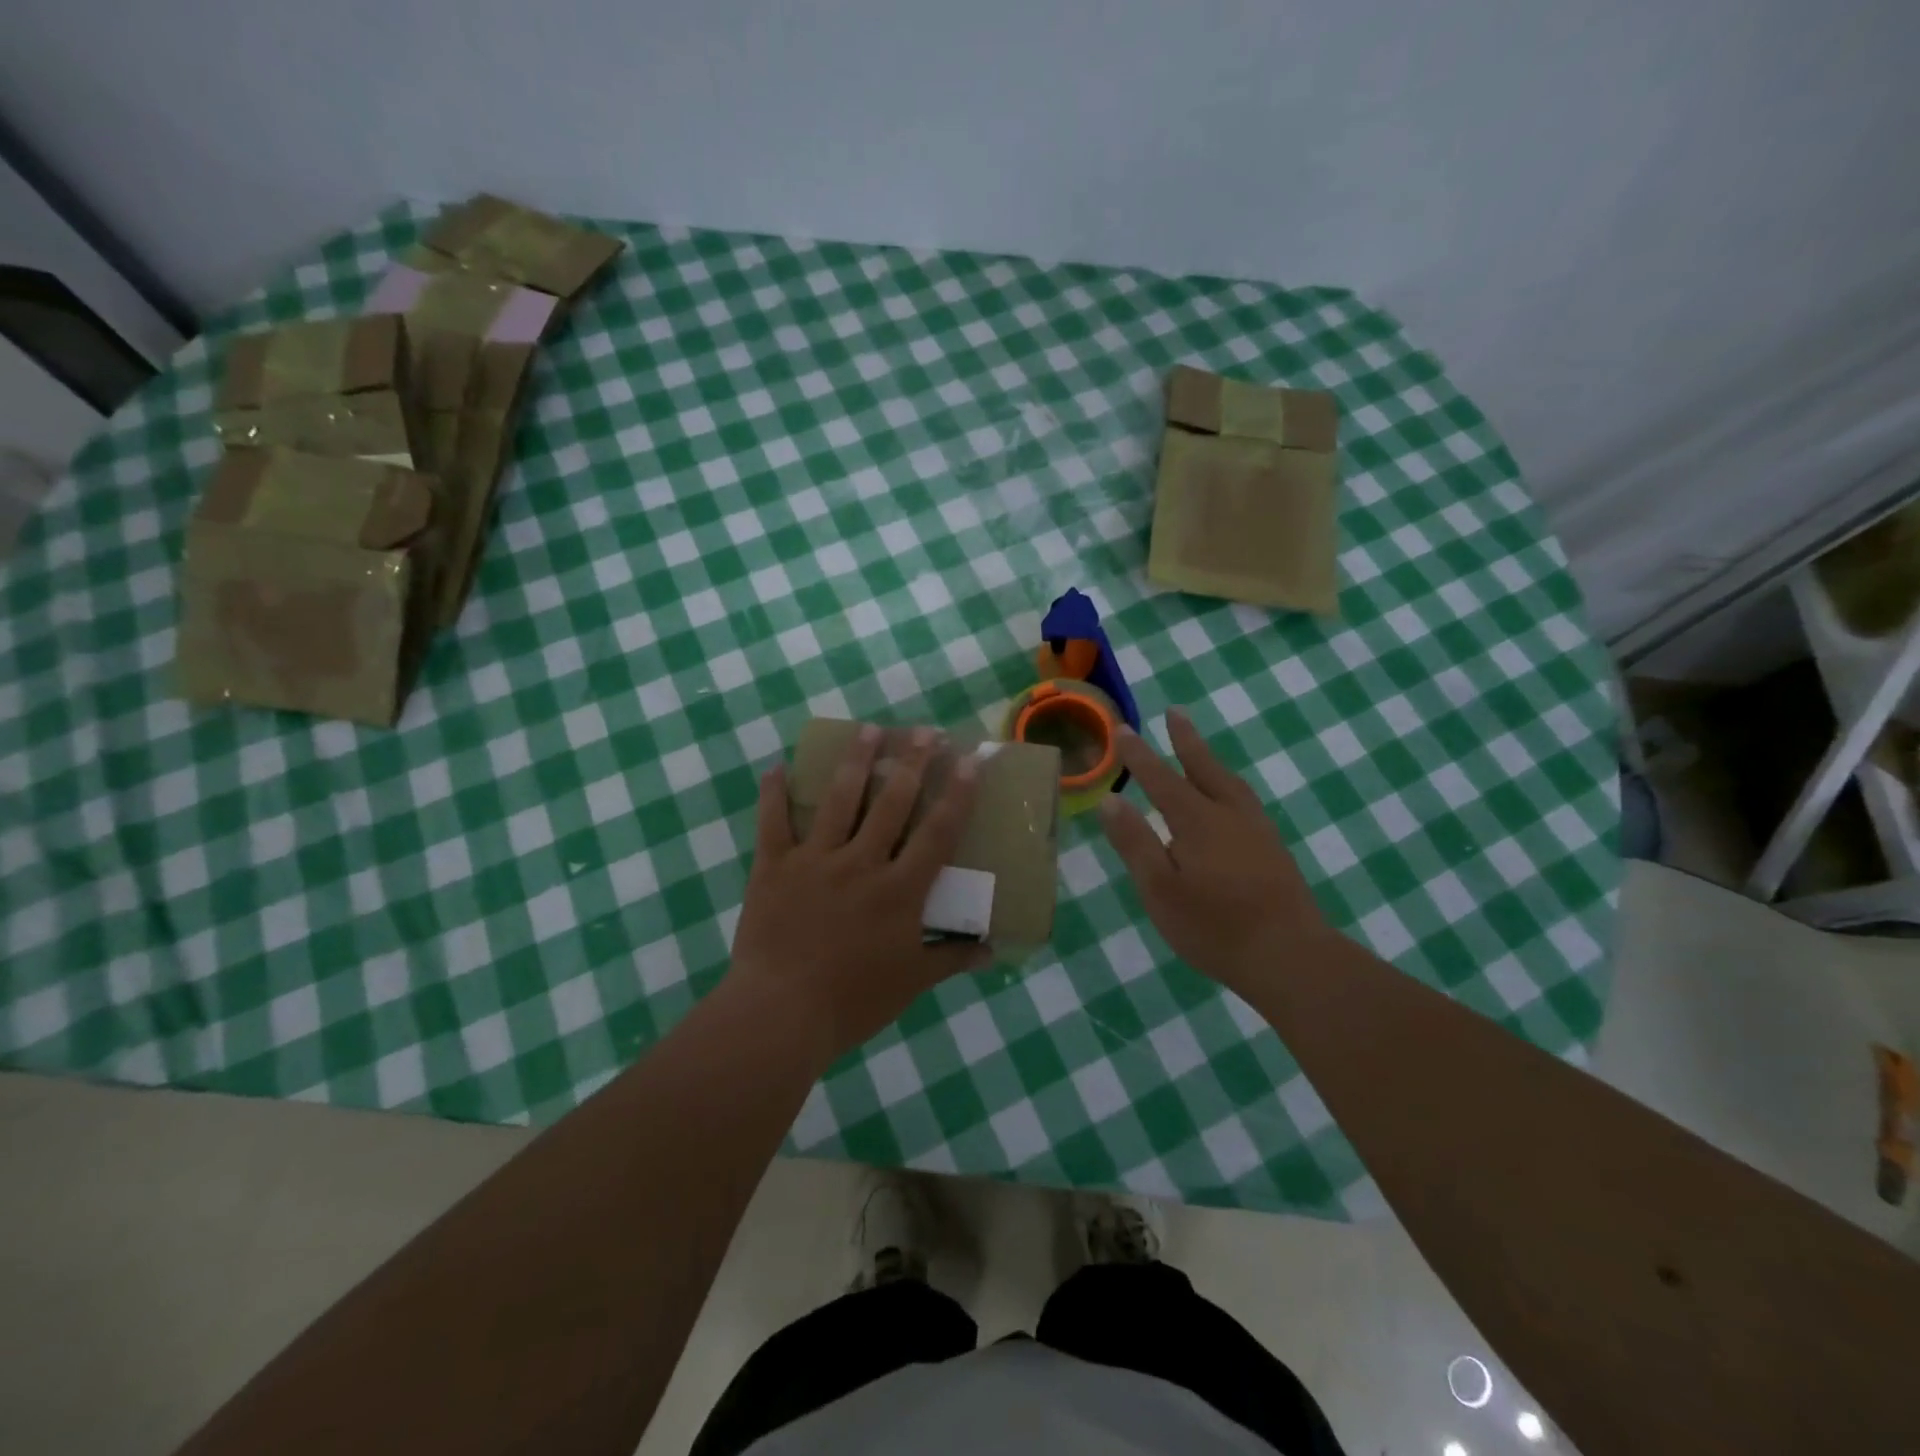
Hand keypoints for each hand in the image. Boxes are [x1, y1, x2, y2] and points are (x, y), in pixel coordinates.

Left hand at [731, 726, 987, 1060]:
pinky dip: (773, 793)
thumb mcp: (911, 982)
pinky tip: (776, 766)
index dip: (957, 793)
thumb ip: (951, 958)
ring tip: (869, 729)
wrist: (780, 1014)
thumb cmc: (852, 1001)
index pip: (937, 832)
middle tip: (923, 730)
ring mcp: (815, 860)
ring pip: (839, 799)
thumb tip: (992, 951)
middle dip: (911, 761)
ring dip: (856, 760)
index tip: (969, 760)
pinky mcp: (774, 867)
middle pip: (892, 802)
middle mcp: (861, 863)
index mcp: (899, 890)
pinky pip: (772, 822)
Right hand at [1098, 710, 1333, 995]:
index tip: (1122, 729)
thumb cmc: (1214, 926)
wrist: (1289, 956)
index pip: (1161, 779)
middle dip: (1185, 740)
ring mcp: (1257, 831)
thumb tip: (1110, 800)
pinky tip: (1229, 800)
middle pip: (1204, 768)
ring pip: (1230, 783)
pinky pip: (1245, 800)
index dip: (1139, 755)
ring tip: (1199, 749)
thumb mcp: (1160, 889)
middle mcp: (1229, 815)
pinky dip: (1228, 785)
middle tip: (1174, 712)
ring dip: (1210, 760)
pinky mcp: (1274, 850)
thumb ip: (1135, 843)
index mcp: (1197, 822)